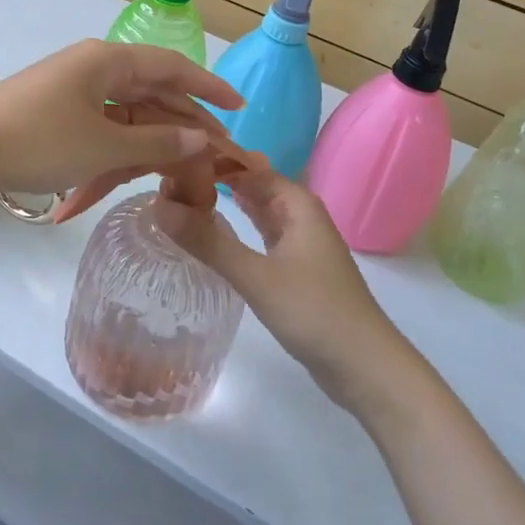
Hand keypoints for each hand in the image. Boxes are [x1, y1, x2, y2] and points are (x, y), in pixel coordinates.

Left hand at [0, 39, 242, 203]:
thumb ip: (158, 142)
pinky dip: (119, 150)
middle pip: (152, 93)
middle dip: (184, 124)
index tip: (239, 107)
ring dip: (152, 142)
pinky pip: (103, 127)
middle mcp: (94, 68)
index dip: (209, 87)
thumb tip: (202, 139)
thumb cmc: (40, 140)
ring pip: (128, 114)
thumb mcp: (104, 146)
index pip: (172, 67)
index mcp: (108, 61)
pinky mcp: (57, 115)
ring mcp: (74, 92)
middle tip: (214, 155)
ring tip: (179, 171)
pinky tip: (133, 174)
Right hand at [156, 158, 421, 415]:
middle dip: (213, 178)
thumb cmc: (314, 311)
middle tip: (166, 180)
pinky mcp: (296, 266)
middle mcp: (299, 212)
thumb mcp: (255, 276)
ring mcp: (300, 240)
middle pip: (251, 183)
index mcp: (295, 202)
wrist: (365, 366)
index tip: (170, 160)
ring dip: (225, 202)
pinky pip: (261, 233)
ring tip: (180, 199)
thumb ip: (207, 241)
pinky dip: (237, 228)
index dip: (210, 158)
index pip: (245, 163)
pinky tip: (213, 231)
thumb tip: (158, 206)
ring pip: (257, 208)